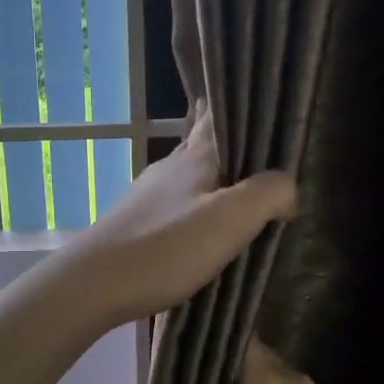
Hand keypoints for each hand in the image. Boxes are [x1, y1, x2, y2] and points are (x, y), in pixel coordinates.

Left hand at [69, 111, 296, 326]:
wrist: (93, 284)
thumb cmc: (166, 248)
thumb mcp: (230, 219)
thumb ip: (268, 194)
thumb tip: (290, 188)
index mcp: (197, 157)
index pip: (220, 116)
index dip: (239, 105)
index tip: (262, 99)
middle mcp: (172, 166)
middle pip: (205, 142)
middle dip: (230, 138)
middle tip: (261, 141)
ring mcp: (150, 194)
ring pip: (191, 172)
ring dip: (216, 172)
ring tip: (242, 181)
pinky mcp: (138, 221)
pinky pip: (179, 201)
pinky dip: (198, 201)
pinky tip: (205, 218)